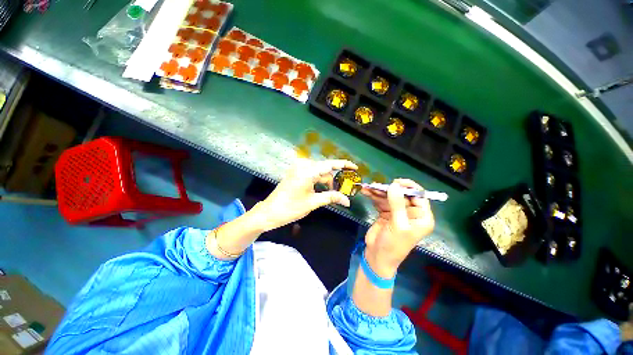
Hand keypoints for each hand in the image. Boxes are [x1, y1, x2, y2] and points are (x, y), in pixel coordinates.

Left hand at [254, 159, 357, 231]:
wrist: (269, 212)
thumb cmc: (291, 208)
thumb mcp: (313, 203)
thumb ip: (331, 197)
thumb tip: (347, 201)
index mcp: (307, 171)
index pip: (330, 164)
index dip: (343, 165)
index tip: (355, 167)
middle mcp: (303, 166)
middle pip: (325, 169)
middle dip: (333, 180)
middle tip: (341, 192)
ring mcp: (298, 168)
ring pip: (319, 172)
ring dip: (326, 182)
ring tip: (330, 194)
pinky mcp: (295, 172)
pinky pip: (312, 174)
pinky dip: (318, 181)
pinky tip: (321, 190)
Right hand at [361, 179, 434, 277]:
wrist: (377, 256)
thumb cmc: (393, 244)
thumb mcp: (398, 225)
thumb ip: (397, 204)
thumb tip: (394, 185)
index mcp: (421, 217)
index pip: (419, 196)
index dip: (409, 187)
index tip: (395, 182)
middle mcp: (411, 213)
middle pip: (401, 195)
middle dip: (388, 189)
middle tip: (376, 185)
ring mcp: (397, 212)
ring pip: (389, 196)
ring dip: (378, 191)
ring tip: (368, 187)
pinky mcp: (386, 213)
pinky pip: (380, 201)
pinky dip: (373, 196)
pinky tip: (366, 192)